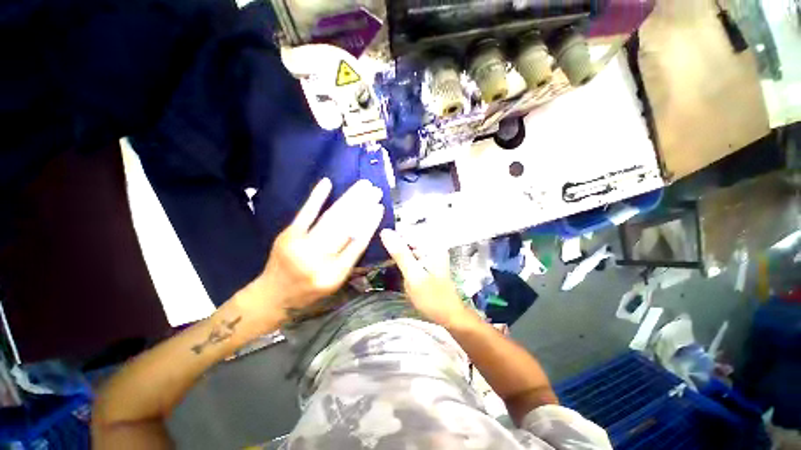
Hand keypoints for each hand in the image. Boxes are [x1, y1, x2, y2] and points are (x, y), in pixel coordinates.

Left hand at [251, 178, 384, 319]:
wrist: (272, 297)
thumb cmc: (310, 293)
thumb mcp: (336, 283)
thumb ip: (351, 259)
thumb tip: (365, 231)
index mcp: (334, 275)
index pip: (358, 245)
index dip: (370, 224)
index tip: (380, 208)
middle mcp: (319, 260)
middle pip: (345, 228)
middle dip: (362, 207)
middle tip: (375, 190)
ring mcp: (301, 246)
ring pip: (330, 219)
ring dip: (348, 199)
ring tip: (362, 185)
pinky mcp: (287, 236)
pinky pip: (305, 214)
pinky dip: (316, 198)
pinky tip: (327, 182)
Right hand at [379, 229, 472, 327]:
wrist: (449, 315)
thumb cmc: (432, 298)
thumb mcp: (414, 276)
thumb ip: (400, 254)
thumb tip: (385, 232)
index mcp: (432, 244)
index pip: (408, 229)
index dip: (392, 233)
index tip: (378, 240)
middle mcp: (433, 245)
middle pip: (408, 236)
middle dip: (394, 242)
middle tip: (378, 250)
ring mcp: (430, 253)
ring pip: (408, 245)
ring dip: (396, 250)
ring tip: (382, 255)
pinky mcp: (427, 261)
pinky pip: (411, 253)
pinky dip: (401, 257)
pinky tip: (392, 262)